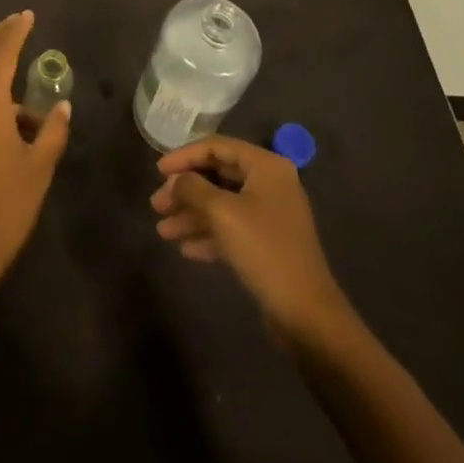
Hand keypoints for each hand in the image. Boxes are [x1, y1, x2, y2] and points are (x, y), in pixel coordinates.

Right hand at [152, 135, 350, 341]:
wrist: (307, 316)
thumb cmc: (264, 250)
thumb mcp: (222, 213)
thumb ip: (193, 188)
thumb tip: (176, 180)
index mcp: (265, 166)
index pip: (216, 147)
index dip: (184, 156)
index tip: (158, 171)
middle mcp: (269, 184)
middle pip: (217, 176)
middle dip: (185, 191)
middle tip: (157, 205)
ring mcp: (269, 215)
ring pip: (221, 205)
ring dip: (192, 215)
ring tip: (163, 231)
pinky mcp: (267, 244)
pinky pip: (231, 229)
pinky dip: (208, 235)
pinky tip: (185, 249)